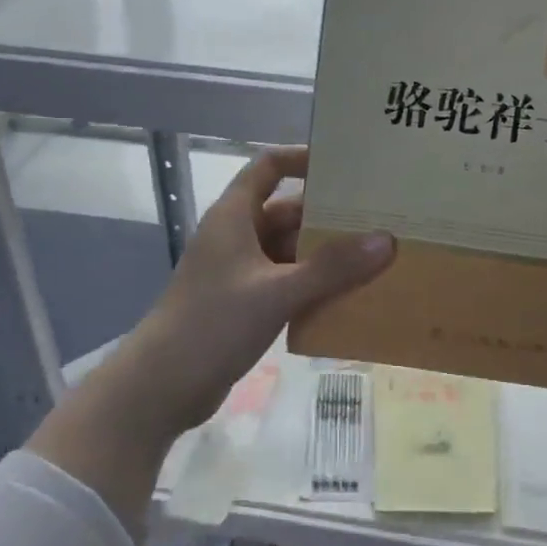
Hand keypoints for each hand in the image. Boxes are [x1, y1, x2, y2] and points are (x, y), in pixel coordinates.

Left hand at [111, 147, 394, 434]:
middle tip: (378, 218)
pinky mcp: (244, 302)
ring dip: (325, 254)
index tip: (345, 166)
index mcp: (235, 215)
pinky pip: (287, 281)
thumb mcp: (276, 292)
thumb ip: (331, 267)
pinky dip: (313, 283)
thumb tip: (385, 239)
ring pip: (290, 249)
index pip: (269, 166)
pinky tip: (348, 296)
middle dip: (328, 215)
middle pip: (288, 210)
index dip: (303, 158)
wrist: (161, 387)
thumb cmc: (213, 324)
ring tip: (374, 256)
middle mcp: (237, 235)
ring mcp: (240, 271)